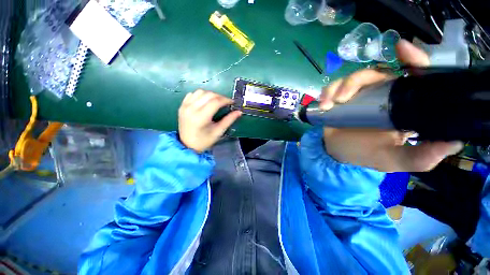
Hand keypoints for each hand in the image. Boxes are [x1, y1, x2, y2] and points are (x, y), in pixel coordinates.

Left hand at [178, 90, 241, 152]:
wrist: (187, 145)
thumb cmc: (204, 141)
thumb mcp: (218, 131)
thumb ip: (229, 120)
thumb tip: (239, 112)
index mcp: (201, 117)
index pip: (215, 102)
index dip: (226, 100)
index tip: (232, 103)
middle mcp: (191, 109)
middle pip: (209, 95)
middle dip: (220, 96)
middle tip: (226, 102)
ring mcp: (185, 106)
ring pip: (200, 92)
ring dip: (211, 94)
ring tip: (217, 101)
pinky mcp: (182, 106)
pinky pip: (192, 94)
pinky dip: (201, 95)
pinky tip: (205, 101)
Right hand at [319, 40, 462, 171]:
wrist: (337, 153)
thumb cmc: (366, 154)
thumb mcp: (395, 159)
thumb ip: (420, 156)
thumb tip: (454, 142)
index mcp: (402, 105)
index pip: (413, 77)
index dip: (412, 60)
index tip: (402, 49)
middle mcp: (382, 95)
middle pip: (375, 73)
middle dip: (356, 81)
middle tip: (342, 98)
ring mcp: (359, 95)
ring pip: (352, 78)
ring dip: (338, 88)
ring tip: (329, 104)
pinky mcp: (340, 98)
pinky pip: (334, 87)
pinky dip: (327, 93)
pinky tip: (323, 105)